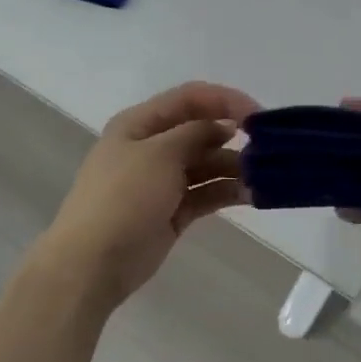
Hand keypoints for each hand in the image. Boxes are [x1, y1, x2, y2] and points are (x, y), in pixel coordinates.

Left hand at [35, 81, 258, 313]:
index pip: (190, 98)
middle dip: (234, 137)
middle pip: (201, 131)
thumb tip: (225, 125)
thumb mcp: (160, 154)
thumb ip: (196, 132)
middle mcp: (152, 147)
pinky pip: (206, 193)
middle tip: (267, 150)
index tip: (258, 116)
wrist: (92, 262)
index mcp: (140, 124)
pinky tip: (253, 194)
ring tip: (264, 176)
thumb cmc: (123, 197)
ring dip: (235, 167)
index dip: (225, 100)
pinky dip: (228, 192)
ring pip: (207, 164)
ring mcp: (162, 180)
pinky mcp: (173, 211)